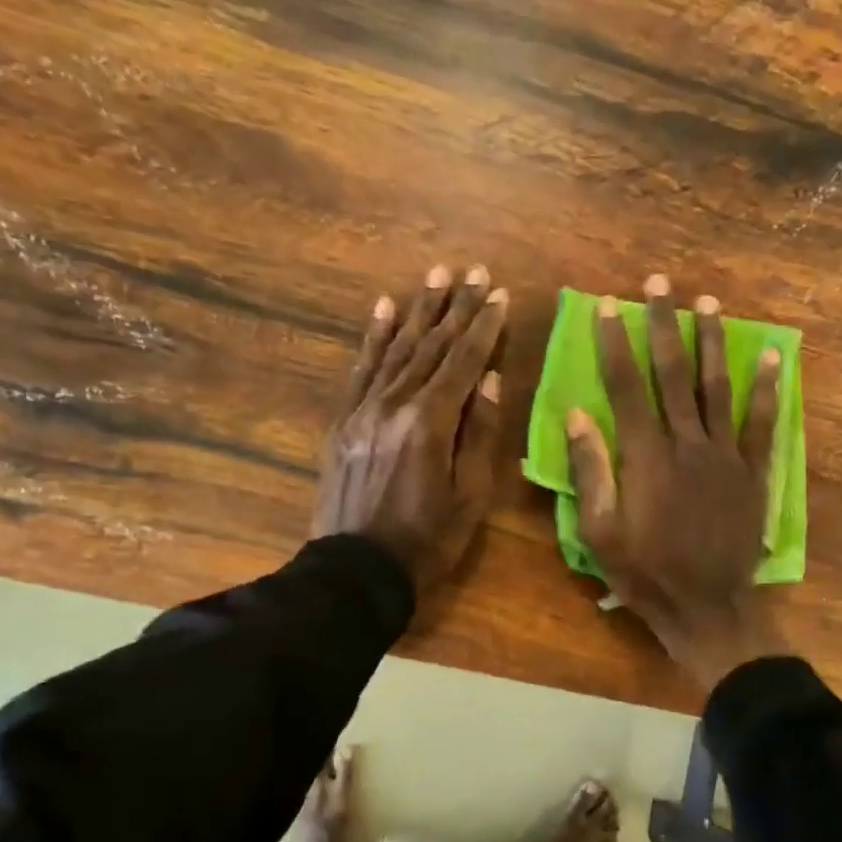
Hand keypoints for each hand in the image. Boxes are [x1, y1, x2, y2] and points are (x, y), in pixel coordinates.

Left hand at [312, 264, 505, 598]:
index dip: (483, 327)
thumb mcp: (471, 496)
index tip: (498, 294)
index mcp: (430, 423)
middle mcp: (393, 404)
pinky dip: (374, 337)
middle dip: (454, 307)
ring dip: (417, 310)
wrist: (357, 570)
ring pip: (395, 348)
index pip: (463, 362)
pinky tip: (383, 309)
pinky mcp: (342, 421)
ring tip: (435, 275)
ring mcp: (362, 409)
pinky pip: (360, 369)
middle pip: (430, 346)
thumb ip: (481, 434)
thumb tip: (491, 379)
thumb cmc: (427, 540)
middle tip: (471, 271)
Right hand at [566, 273, 787, 689]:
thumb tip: (577, 415)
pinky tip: (771, 356)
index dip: (615, 343)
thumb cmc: (645, 574)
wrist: (708, 608)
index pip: (626, 386)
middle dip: (663, 325)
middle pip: (672, 373)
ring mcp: (726, 455)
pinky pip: (762, 423)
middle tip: (660, 284)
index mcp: (645, 457)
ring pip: (717, 387)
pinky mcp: (753, 472)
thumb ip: (590, 471)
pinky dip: (767, 388)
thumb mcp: (600, 533)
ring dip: (712, 343)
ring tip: (708, 304)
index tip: (608, 306)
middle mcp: (687, 443)